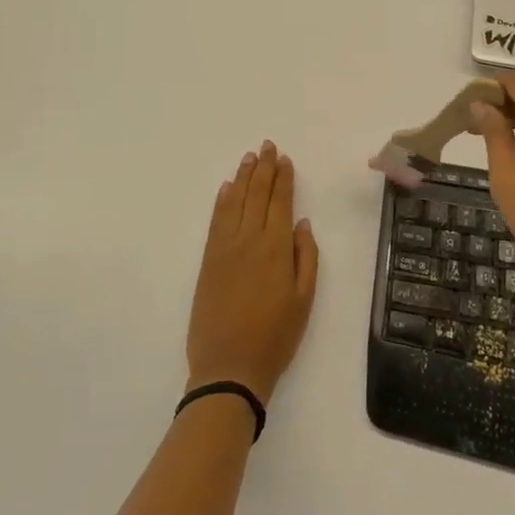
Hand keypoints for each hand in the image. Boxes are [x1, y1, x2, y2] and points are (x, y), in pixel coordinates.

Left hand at [186, 141, 319, 403]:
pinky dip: (222, 201)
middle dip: (263, 169)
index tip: (284, 159)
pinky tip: (227, 188)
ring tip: (249, 157)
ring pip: (235, 202)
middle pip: (257, 195)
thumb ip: (306, 257)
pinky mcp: (208, 260)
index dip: (283, 178)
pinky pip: (216, 220)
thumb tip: (302, 223)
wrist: (228, 367)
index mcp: (276, 248)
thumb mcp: (304, 300)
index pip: (280, 202)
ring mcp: (225, 248)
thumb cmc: (275, 337)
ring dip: (243, 177)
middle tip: (267, 146)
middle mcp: (249, 240)